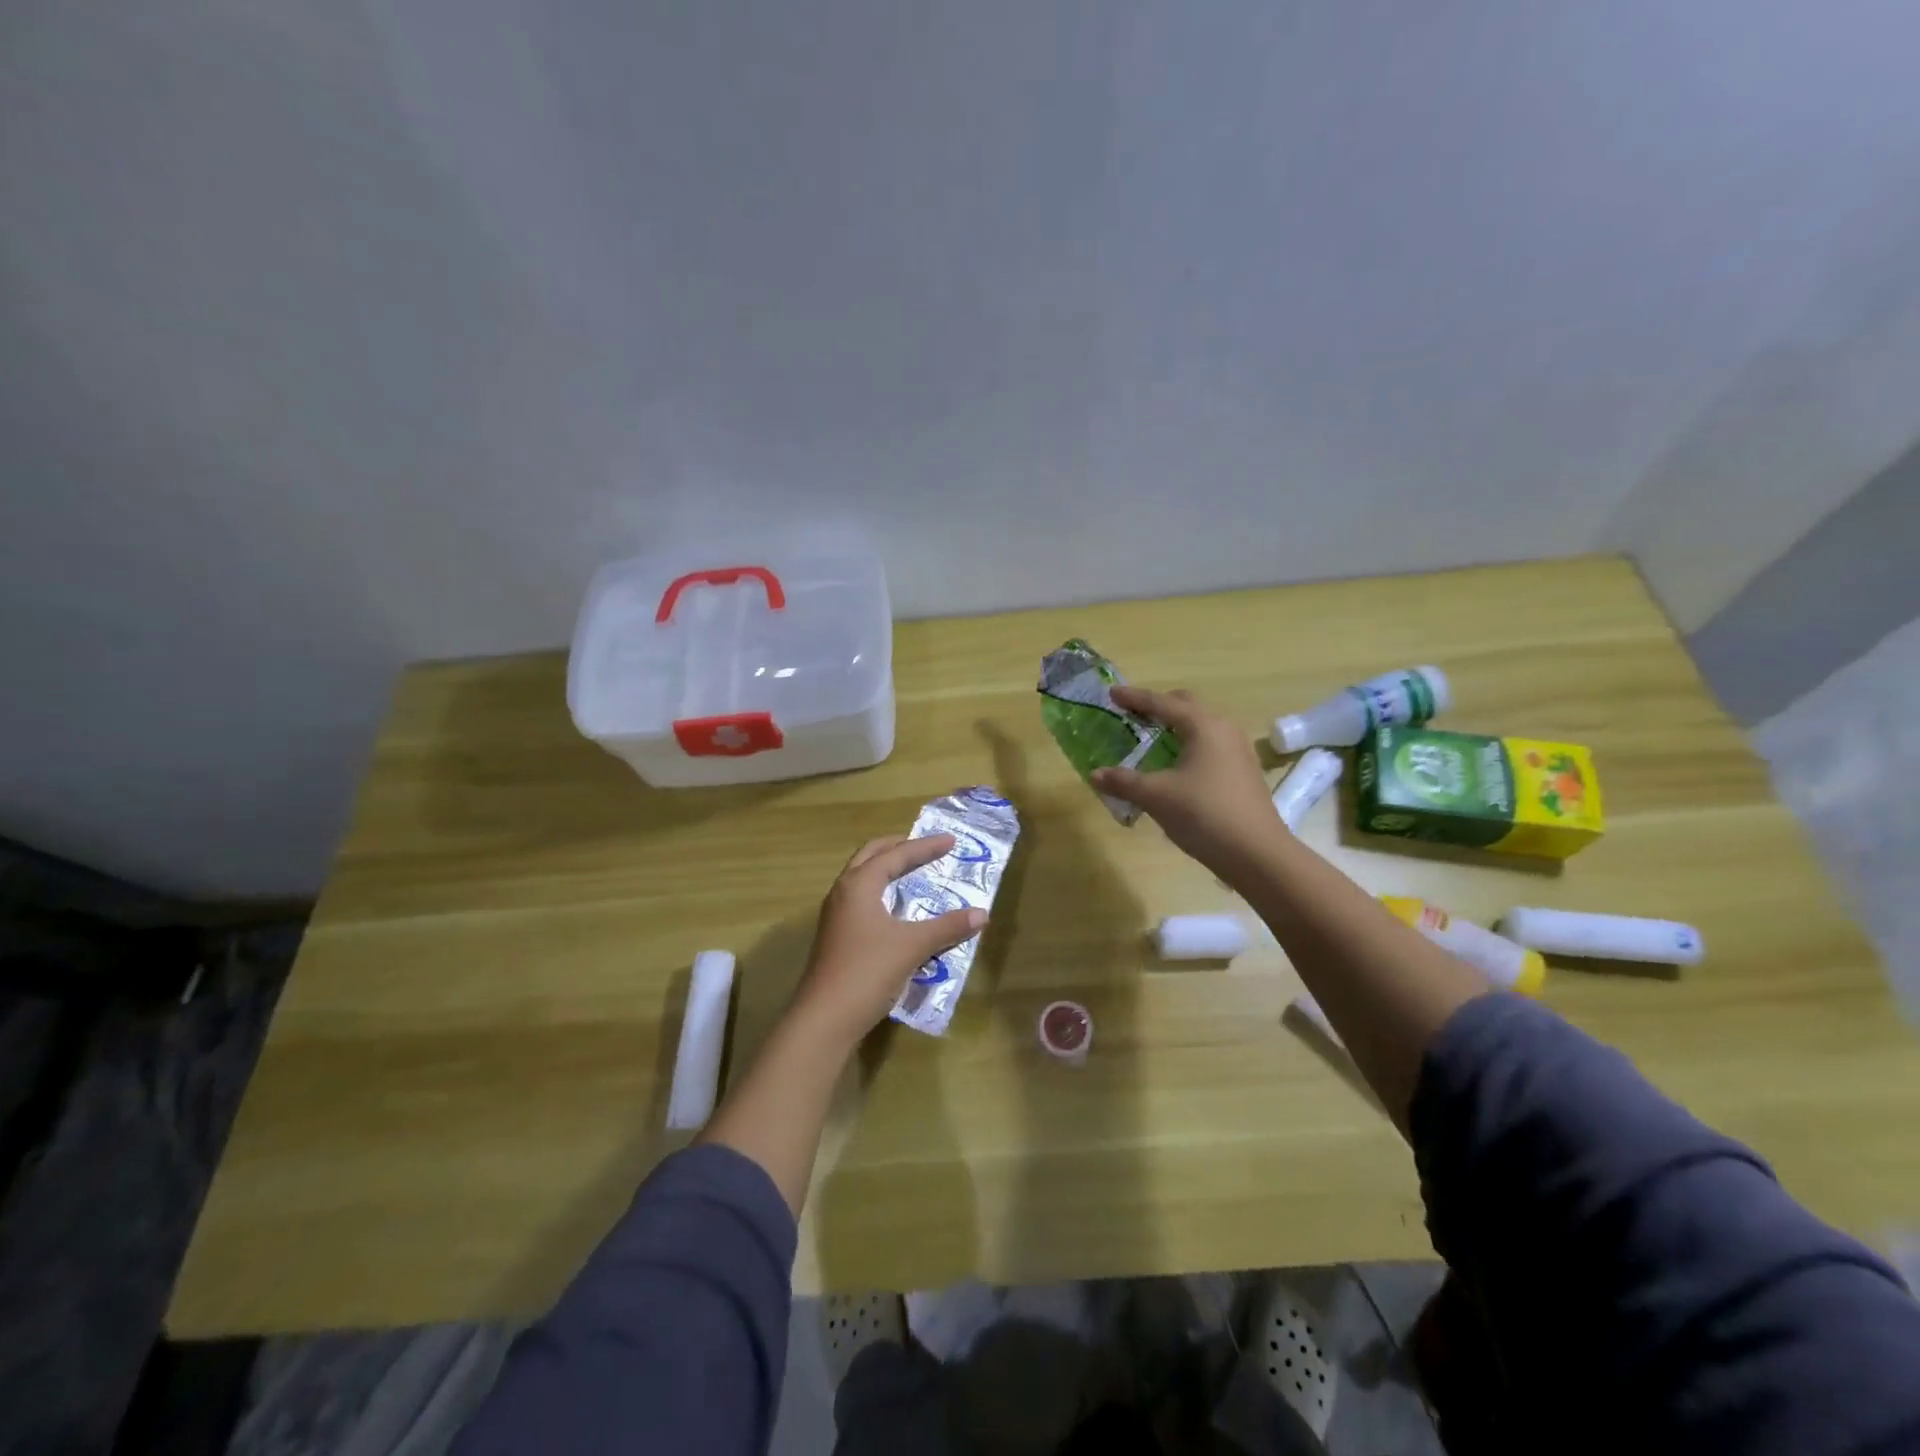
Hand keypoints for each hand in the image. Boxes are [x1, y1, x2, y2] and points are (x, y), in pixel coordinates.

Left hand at [791, 834, 987, 1048]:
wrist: (824, 1020)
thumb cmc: (867, 972)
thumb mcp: (913, 947)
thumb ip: (947, 927)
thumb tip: (982, 914)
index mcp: (859, 885)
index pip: (896, 855)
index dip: (925, 847)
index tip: (950, 841)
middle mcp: (843, 892)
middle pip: (870, 856)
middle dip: (898, 847)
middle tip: (925, 847)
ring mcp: (836, 915)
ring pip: (862, 878)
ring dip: (886, 870)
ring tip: (912, 873)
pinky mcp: (836, 937)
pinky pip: (861, 900)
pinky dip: (881, 893)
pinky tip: (897, 911)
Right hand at [1090, 686, 1287, 882]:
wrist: (1257, 854)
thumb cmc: (1204, 814)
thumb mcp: (1157, 797)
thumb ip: (1124, 781)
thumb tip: (1095, 774)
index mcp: (1203, 726)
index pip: (1162, 703)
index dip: (1134, 698)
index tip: (1111, 693)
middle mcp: (1223, 729)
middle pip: (1187, 706)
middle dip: (1158, 706)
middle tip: (1132, 715)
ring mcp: (1238, 751)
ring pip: (1200, 727)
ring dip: (1174, 728)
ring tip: (1151, 740)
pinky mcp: (1242, 772)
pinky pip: (1209, 746)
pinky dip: (1187, 746)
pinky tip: (1174, 767)